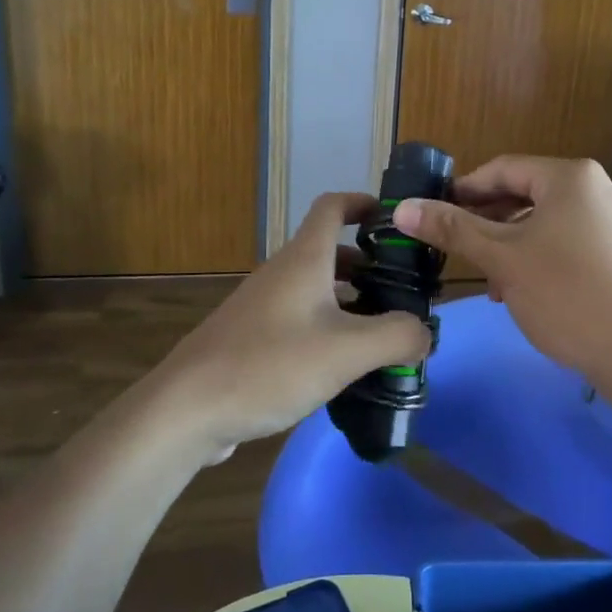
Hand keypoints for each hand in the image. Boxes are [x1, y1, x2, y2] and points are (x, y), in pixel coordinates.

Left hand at [156, 192, 431, 459]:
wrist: (186, 409)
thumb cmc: (268, 365)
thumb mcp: (346, 351)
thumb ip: (396, 336)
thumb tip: (425, 332)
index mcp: (303, 260)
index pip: (332, 207)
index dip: (363, 203)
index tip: (395, 220)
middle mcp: (282, 274)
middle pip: (330, 252)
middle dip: (369, 264)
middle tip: (405, 290)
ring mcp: (263, 307)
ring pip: (316, 289)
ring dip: (351, 300)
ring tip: (383, 331)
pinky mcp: (253, 338)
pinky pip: (301, 319)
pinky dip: (329, 328)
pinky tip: (344, 365)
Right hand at [393, 156, 611, 380]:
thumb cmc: (567, 296)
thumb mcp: (502, 259)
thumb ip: (452, 229)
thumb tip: (403, 208)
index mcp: (571, 177)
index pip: (503, 169)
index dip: (464, 190)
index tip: (434, 214)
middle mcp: (599, 188)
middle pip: (527, 194)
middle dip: (488, 223)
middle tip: (457, 250)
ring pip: (548, 222)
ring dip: (512, 245)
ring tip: (491, 282)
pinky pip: (571, 241)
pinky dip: (542, 256)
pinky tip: (526, 290)